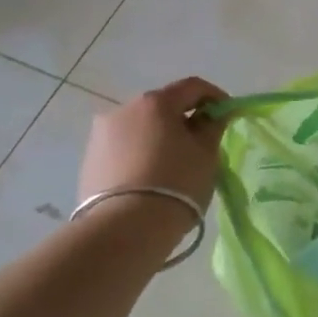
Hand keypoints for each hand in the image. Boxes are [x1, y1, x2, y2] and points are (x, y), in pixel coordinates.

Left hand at [78, 77, 229, 212]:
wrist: (125, 229)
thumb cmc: (176, 184)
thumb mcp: (206, 154)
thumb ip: (212, 126)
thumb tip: (212, 115)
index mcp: (155, 102)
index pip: (192, 87)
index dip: (215, 96)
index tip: (228, 114)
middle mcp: (123, 110)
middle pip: (162, 106)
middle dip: (183, 119)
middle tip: (201, 142)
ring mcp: (101, 135)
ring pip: (140, 128)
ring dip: (158, 137)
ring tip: (172, 165)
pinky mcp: (89, 161)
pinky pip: (123, 149)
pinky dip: (139, 155)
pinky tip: (149, 179)